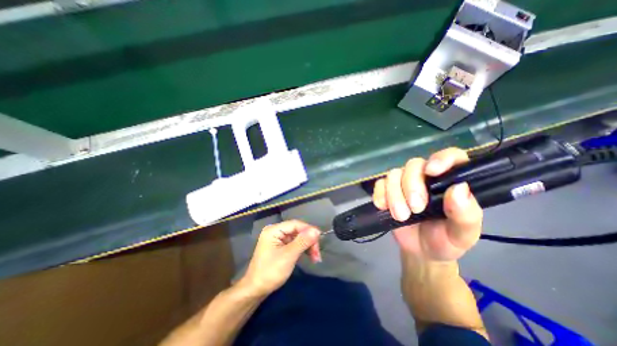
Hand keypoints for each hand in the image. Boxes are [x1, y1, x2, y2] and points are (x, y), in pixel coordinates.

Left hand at [238, 220, 319, 294]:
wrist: (255, 290)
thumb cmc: (270, 272)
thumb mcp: (288, 256)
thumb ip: (303, 241)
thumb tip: (317, 231)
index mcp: (274, 230)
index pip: (295, 224)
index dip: (309, 229)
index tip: (320, 239)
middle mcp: (275, 231)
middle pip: (297, 230)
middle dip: (309, 240)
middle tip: (317, 254)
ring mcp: (277, 239)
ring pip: (298, 237)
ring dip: (307, 246)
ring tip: (315, 258)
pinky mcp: (280, 246)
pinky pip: (294, 243)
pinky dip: (302, 249)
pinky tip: (309, 256)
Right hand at [374, 146, 484, 261]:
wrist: (420, 251)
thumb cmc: (445, 241)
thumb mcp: (463, 234)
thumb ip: (466, 214)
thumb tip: (459, 188)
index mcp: (449, 182)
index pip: (451, 156)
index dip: (441, 158)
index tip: (432, 171)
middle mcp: (425, 178)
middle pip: (413, 165)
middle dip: (411, 186)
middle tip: (415, 209)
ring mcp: (403, 183)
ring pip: (393, 174)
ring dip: (394, 194)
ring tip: (400, 216)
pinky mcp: (387, 191)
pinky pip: (379, 184)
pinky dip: (379, 194)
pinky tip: (383, 207)